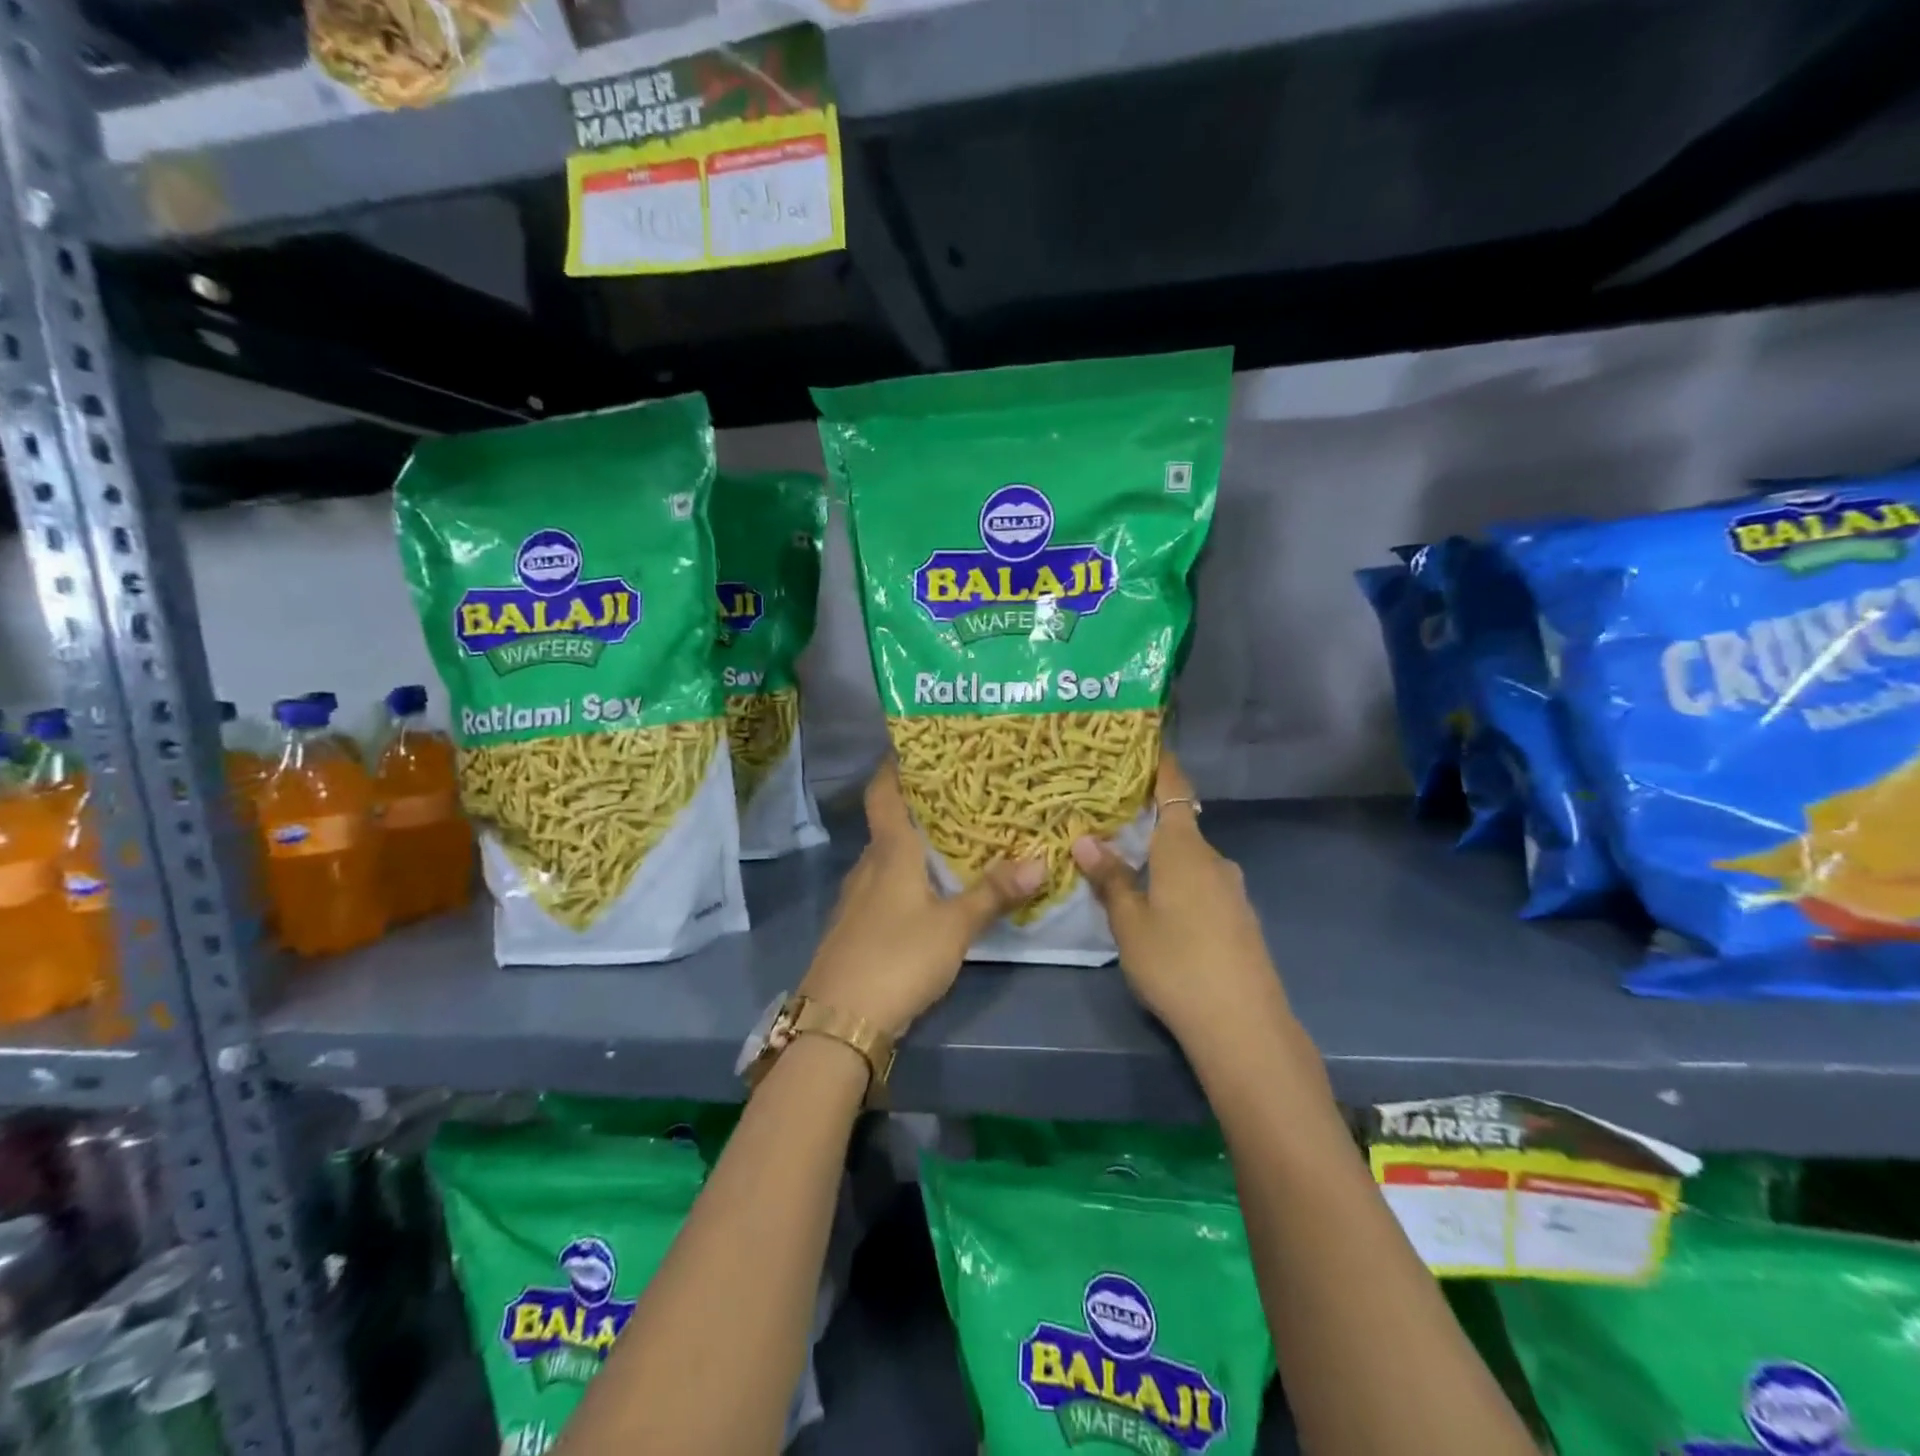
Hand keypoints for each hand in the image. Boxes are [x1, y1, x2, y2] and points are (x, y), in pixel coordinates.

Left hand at [799, 760, 1042, 1034]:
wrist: (838, 1021)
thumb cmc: (896, 959)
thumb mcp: (954, 927)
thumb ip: (993, 894)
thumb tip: (1040, 861)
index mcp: (889, 852)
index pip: (883, 792)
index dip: (895, 765)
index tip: (918, 745)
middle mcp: (868, 865)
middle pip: (890, 822)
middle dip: (921, 805)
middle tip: (962, 792)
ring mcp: (856, 898)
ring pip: (888, 856)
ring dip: (916, 843)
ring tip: (955, 837)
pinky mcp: (855, 926)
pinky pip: (885, 885)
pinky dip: (908, 876)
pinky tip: (931, 890)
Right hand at [1072, 753, 1289, 1052]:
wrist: (1243, 1025)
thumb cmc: (1176, 963)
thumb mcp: (1129, 923)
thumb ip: (1110, 879)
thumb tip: (1085, 840)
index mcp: (1184, 849)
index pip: (1174, 790)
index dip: (1162, 766)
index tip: (1146, 747)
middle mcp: (1214, 860)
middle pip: (1180, 826)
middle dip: (1149, 822)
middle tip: (1111, 823)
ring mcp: (1233, 891)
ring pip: (1191, 860)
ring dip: (1163, 858)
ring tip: (1128, 868)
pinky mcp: (1241, 919)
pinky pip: (1204, 885)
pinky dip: (1180, 883)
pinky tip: (1162, 909)